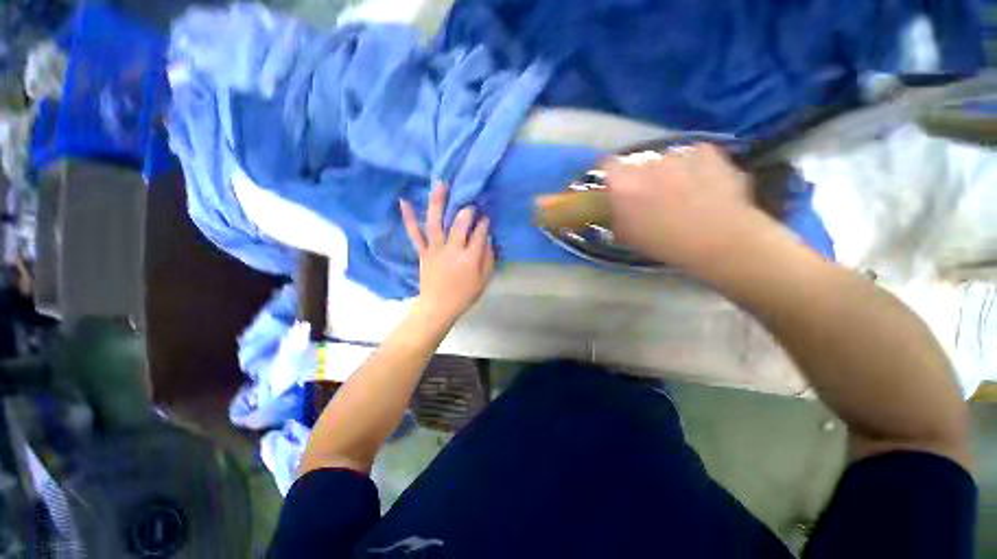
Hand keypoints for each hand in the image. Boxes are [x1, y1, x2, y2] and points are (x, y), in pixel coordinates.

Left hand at [400, 184, 494, 326]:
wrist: (439, 307)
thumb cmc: (465, 295)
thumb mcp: (484, 280)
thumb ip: (488, 258)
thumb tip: (487, 238)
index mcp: (470, 259)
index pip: (479, 233)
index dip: (484, 222)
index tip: (486, 216)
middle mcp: (452, 250)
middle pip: (459, 224)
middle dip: (467, 211)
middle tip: (470, 205)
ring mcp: (435, 250)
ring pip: (436, 223)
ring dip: (438, 202)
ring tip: (441, 184)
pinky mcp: (423, 252)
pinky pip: (415, 234)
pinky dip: (409, 218)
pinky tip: (404, 201)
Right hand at [604, 143, 771, 272]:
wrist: (719, 239)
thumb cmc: (665, 243)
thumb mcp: (628, 236)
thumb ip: (617, 216)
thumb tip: (617, 208)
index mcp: (625, 184)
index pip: (607, 165)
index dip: (611, 174)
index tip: (616, 185)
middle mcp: (648, 163)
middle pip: (638, 164)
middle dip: (642, 177)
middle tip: (652, 196)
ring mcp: (679, 155)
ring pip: (667, 160)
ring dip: (668, 172)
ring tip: (682, 192)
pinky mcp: (707, 152)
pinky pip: (694, 156)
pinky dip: (695, 166)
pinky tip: (704, 183)